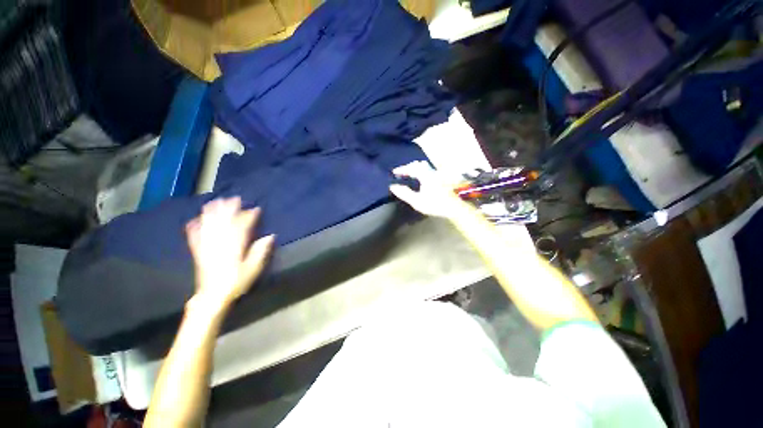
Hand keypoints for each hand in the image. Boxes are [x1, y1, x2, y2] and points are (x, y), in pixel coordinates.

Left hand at [185, 198, 273, 309]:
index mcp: (234, 246)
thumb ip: (260, 251)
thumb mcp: (253, 268)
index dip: (249, 216)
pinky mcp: (198, 252)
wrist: (213, 296)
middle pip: (224, 222)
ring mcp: (207, 247)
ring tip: (214, 202)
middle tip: (233, 198)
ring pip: (209, 226)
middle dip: (229, 209)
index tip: (255, 209)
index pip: (242, 227)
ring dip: (211, 213)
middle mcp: (219, 243)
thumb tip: (270, 236)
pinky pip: (194, 236)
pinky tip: (193, 220)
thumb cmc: (236, 282)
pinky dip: (194, 227)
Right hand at [389, 161, 467, 218]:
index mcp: (425, 175)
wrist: (453, 208)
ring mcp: (437, 175)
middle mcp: (431, 172)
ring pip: (425, 167)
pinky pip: (428, 171)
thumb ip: (404, 193)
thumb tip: (393, 186)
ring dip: (416, 168)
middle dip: (409, 167)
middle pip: (419, 164)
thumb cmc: (434, 204)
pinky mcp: (441, 179)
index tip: (394, 172)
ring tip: (409, 175)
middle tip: (401, 173)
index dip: (402, 169)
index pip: (411, 168)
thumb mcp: (417, 201)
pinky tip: (420, 179)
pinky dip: (421, 172)